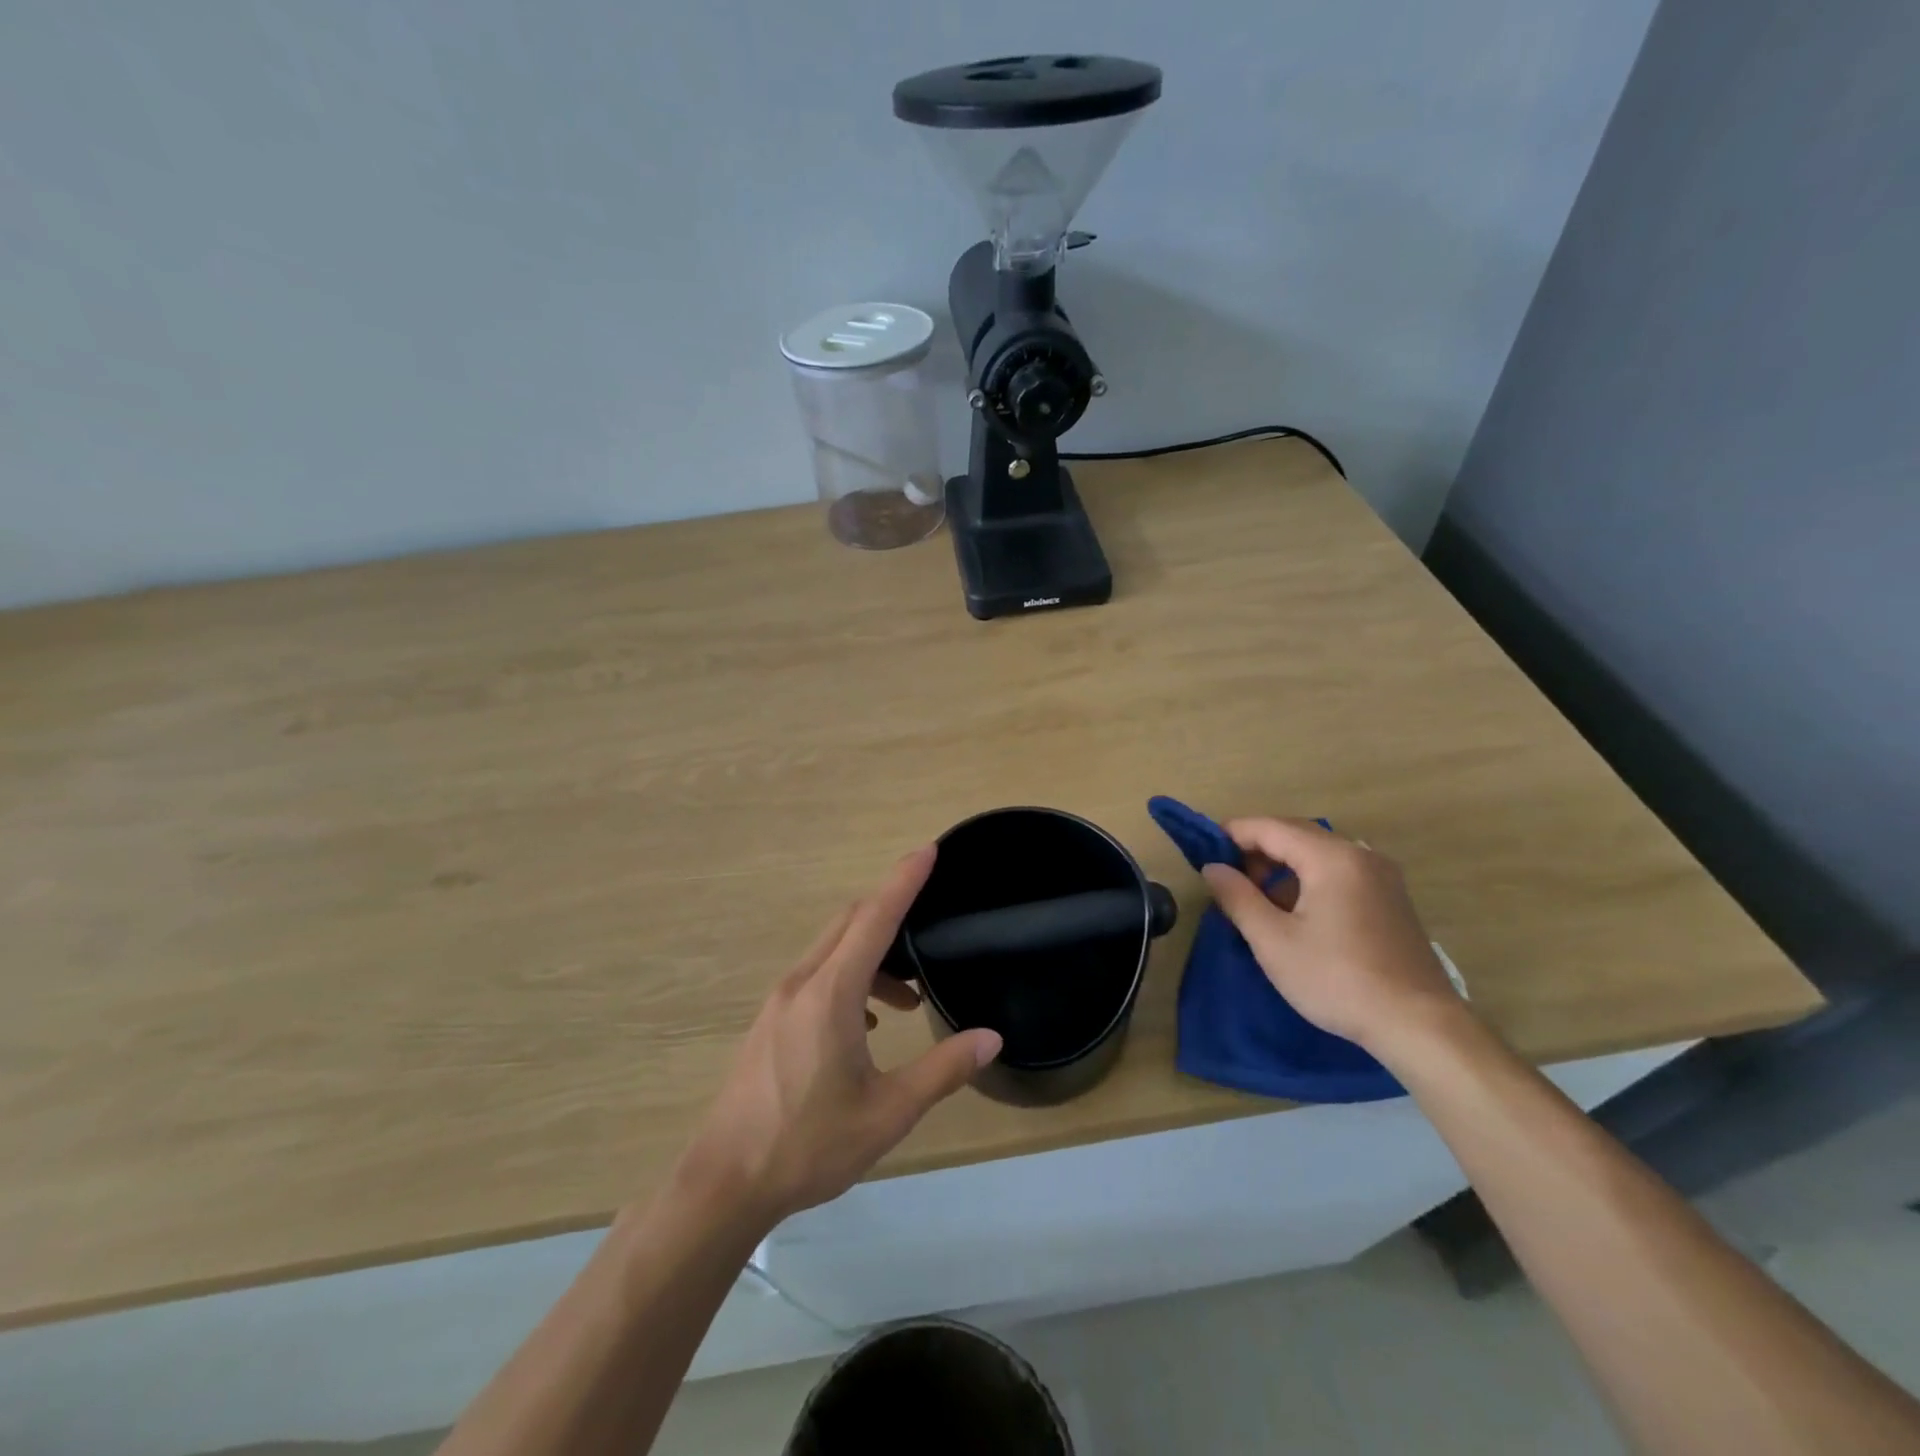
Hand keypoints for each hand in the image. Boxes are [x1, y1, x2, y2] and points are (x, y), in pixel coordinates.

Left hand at [677, 846, 1002, 1223]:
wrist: (725, 1182)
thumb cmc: (808, 1145)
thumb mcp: (887, 1113)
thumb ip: (942, 1071)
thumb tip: (990, 1038)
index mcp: (830, 993)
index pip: (874, 918)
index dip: (903, 881)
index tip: (928, 850)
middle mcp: (801, 983)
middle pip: (850, 923)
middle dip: (890, 911)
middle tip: (930, 919)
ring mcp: (779, 1001)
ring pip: (832, 950)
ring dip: (872, 955)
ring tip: (906, 998)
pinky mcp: (770, 1020)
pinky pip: (816, 975)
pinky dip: (849, 977)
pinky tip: (865, 1024)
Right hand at [1200, 818, 1462, 1054]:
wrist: (1419, 1025)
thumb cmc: (1338, 979)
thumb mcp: (1274, 941)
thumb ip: (1238, 898)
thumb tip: (1213, 868)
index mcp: (1331, 858)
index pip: (1270, 827)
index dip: (1232, 834)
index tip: (1203, 853)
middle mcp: (1359, 855)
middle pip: (1296, 834)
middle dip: (1257, 849)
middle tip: (1227, 878)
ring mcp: (1381, 876)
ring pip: (1318, 852)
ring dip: (1282, 865)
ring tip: (1256, 898)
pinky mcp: (1391, 898)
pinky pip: (1339, 871)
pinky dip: (1309, 878)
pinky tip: (1295, 912)